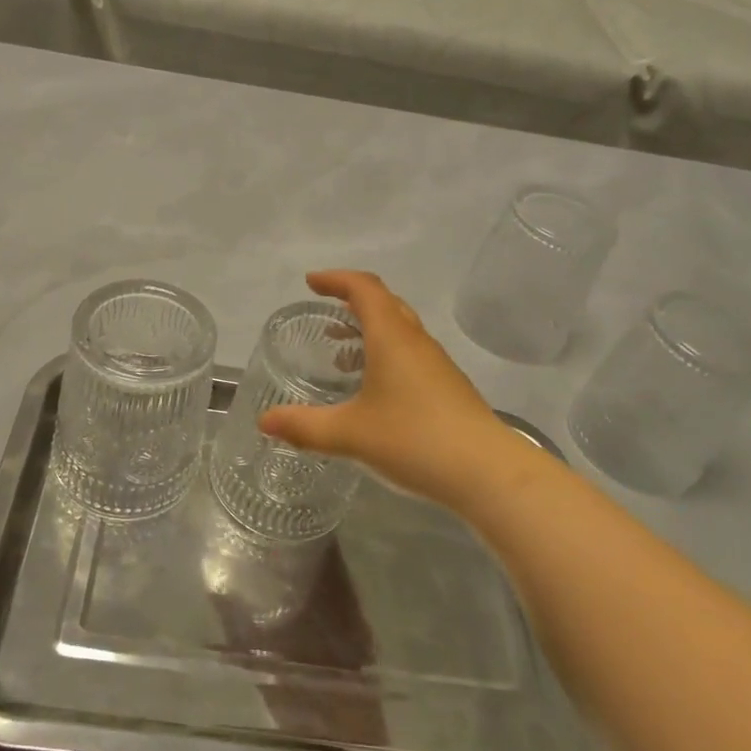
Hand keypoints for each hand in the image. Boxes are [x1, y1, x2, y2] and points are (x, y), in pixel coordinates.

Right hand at [258, 271, 535, 515]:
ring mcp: (437, 364)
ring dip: (370, 329)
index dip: (337, 279)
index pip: (364, 288)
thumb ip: (304, 426)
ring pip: (400, 329)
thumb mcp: (350, 434)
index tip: (312, 282)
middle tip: (326, 310)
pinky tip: (374, 389)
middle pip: (385, 303)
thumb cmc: (414, 439)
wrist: (486, 471)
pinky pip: (410, 353)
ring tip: (342, 353)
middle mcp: (416, 342)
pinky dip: (386, 353)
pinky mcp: (448, 387)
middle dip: (353, 300)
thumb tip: (264, 421)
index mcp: (392, 337)